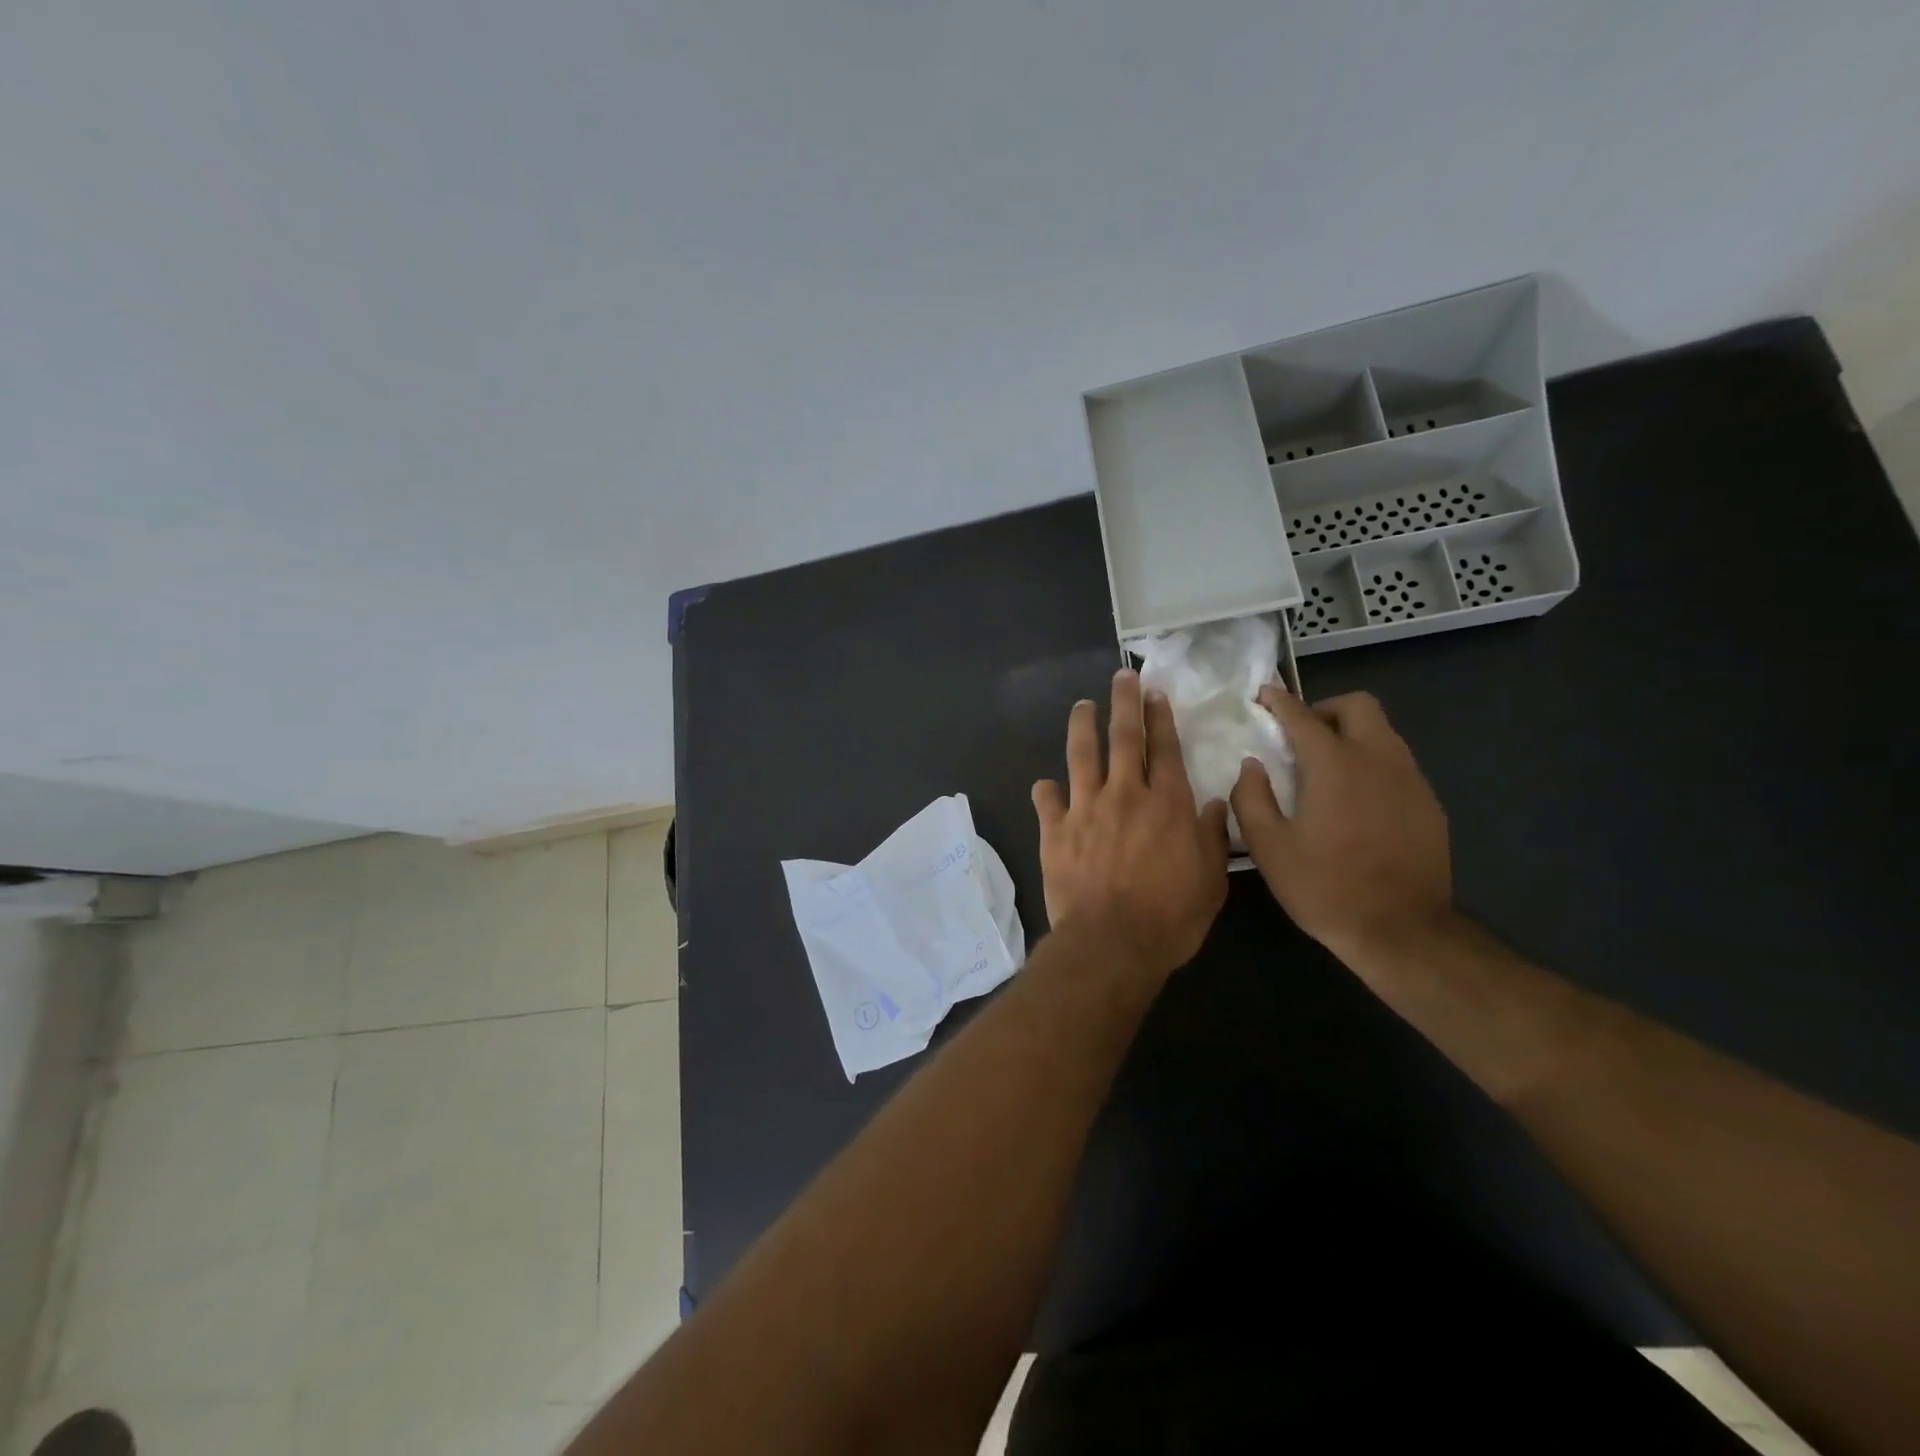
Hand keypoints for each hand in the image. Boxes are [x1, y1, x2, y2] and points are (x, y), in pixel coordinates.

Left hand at [1031, 669, 1230, 977]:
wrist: (1111, 943)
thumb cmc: (1170, 917)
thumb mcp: (1211, 880)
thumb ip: (1213, 837)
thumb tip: (1217, 804)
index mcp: (1166, 803)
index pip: (1163, 748)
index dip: (1159, 717)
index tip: (1154, 692)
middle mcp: (1124, 794)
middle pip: (1123, 737)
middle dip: (1123, 702)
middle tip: (1120, 676)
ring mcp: (1085, 809)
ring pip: (1081, 755)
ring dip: (1082, 726)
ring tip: (1081, 706)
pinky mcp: (1054, 830)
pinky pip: (1047, 800)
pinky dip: (1046, 790)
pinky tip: (1045, 784)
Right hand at [1231, 688, 1451, 963]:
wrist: (1401, 930)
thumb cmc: (1325, 887)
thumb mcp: (1268, 847)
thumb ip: (1251, 798)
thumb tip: (1252, 766)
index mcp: (1334, 766)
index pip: (1303, 716)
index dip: (1280, 701)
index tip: (1264, 695)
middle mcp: (1378, 759)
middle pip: (1357, 706)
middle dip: (1325, 709)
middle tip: (1302, 736)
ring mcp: (1410, 780)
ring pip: (1383, 732)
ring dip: (1351, 735)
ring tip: (1327, 768)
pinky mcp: (1429, 803)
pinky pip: (1397, 764)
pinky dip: (1372, 764)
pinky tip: (1357, 801)